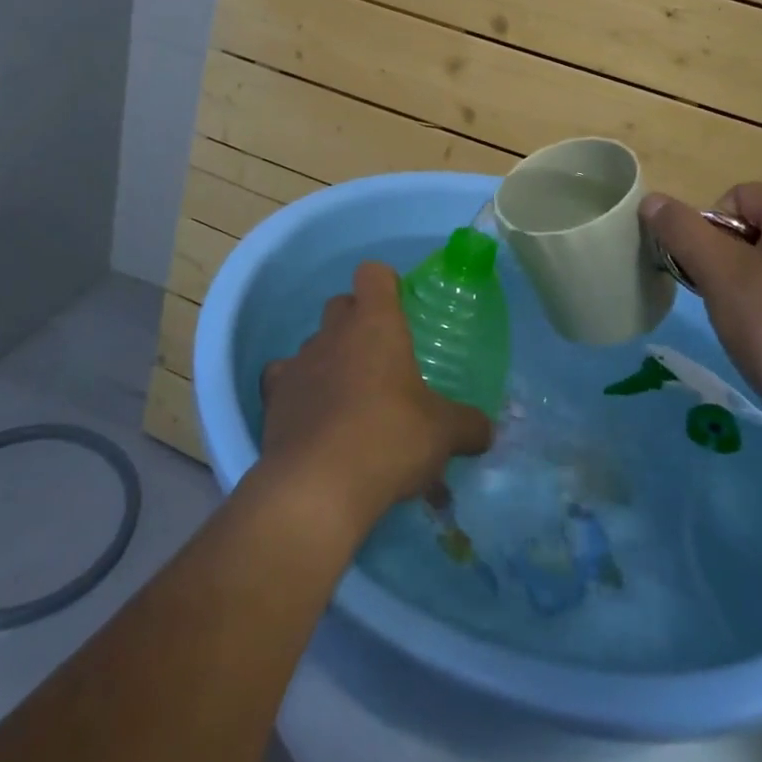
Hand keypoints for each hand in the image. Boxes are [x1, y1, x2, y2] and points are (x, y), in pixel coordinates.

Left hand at [258, 262, 494, 539]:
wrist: (317, 488)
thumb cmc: (389, 439)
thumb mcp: (443, 434)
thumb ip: (468, 425)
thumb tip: (487, 430)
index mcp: (376, 323)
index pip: (373, 273)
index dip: (386, 284)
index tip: (400, 307)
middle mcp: (334, 332)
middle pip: (341, 304)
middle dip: (358, 322)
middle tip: (381, 358)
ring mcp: (299, 361)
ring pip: (314, 343)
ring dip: (330, 358)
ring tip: (349, 397)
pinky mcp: (274, 397)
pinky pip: (285, 378)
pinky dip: (298, 390)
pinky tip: (314, 418)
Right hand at [640, 183, 761, 436]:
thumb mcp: (718, 274)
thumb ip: (682, 231)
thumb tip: (652, 200)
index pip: (740, 197)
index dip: (710, 228)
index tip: (708, 271)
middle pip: (761, 232)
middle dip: (731, 261)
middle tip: (722, 299)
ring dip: (756, 288)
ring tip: (750, 327)